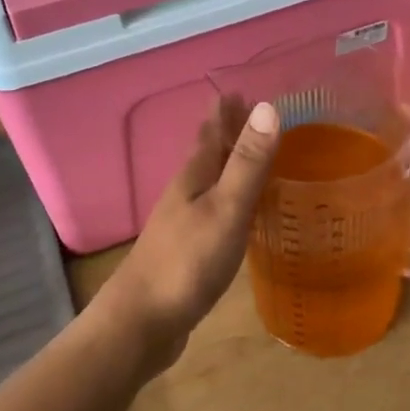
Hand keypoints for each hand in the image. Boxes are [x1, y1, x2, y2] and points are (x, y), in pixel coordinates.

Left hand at [101, 98, 279, 376]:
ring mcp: (185, 222)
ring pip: (212, 181)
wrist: (141, 323)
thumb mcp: (226, 208)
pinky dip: (233, 199)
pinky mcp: (190, 250)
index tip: (244, 88)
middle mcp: (187, 192)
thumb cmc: (186, 261)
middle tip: (255, 114)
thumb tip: (268, 106)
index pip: (212, 131)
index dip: (226, 110)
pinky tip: (242, 211)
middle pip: (209, 152)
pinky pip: (216, 210)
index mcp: (194, 176)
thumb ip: (247, 162)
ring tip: (256, 155)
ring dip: (231, 163)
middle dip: (229, 131)